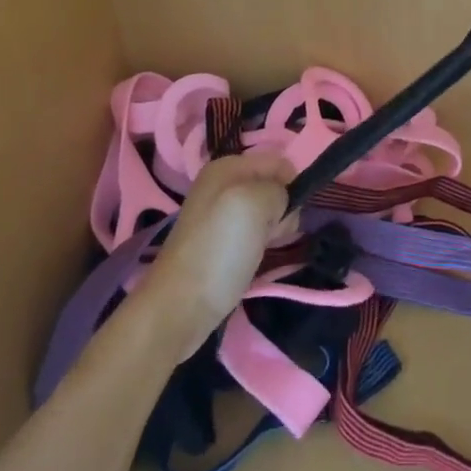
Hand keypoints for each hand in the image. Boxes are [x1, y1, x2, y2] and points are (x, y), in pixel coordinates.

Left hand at [129, 151, 292, 358]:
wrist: (180, 308)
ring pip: (266, 212)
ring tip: (262, 249)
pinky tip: (255, 259)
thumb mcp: (254, 203)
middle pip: (272, 187)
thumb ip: (277, 190)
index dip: (290, 186)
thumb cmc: (218, 249)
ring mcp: (220, 215)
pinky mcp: (221, 243)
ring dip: (274, 229)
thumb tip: (280, 203)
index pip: (278, 163)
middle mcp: (222, 185)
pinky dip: (261, 244)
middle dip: (281, 209)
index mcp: (227, 166)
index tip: (285, 215)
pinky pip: (255, 232)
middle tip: (271, 235)